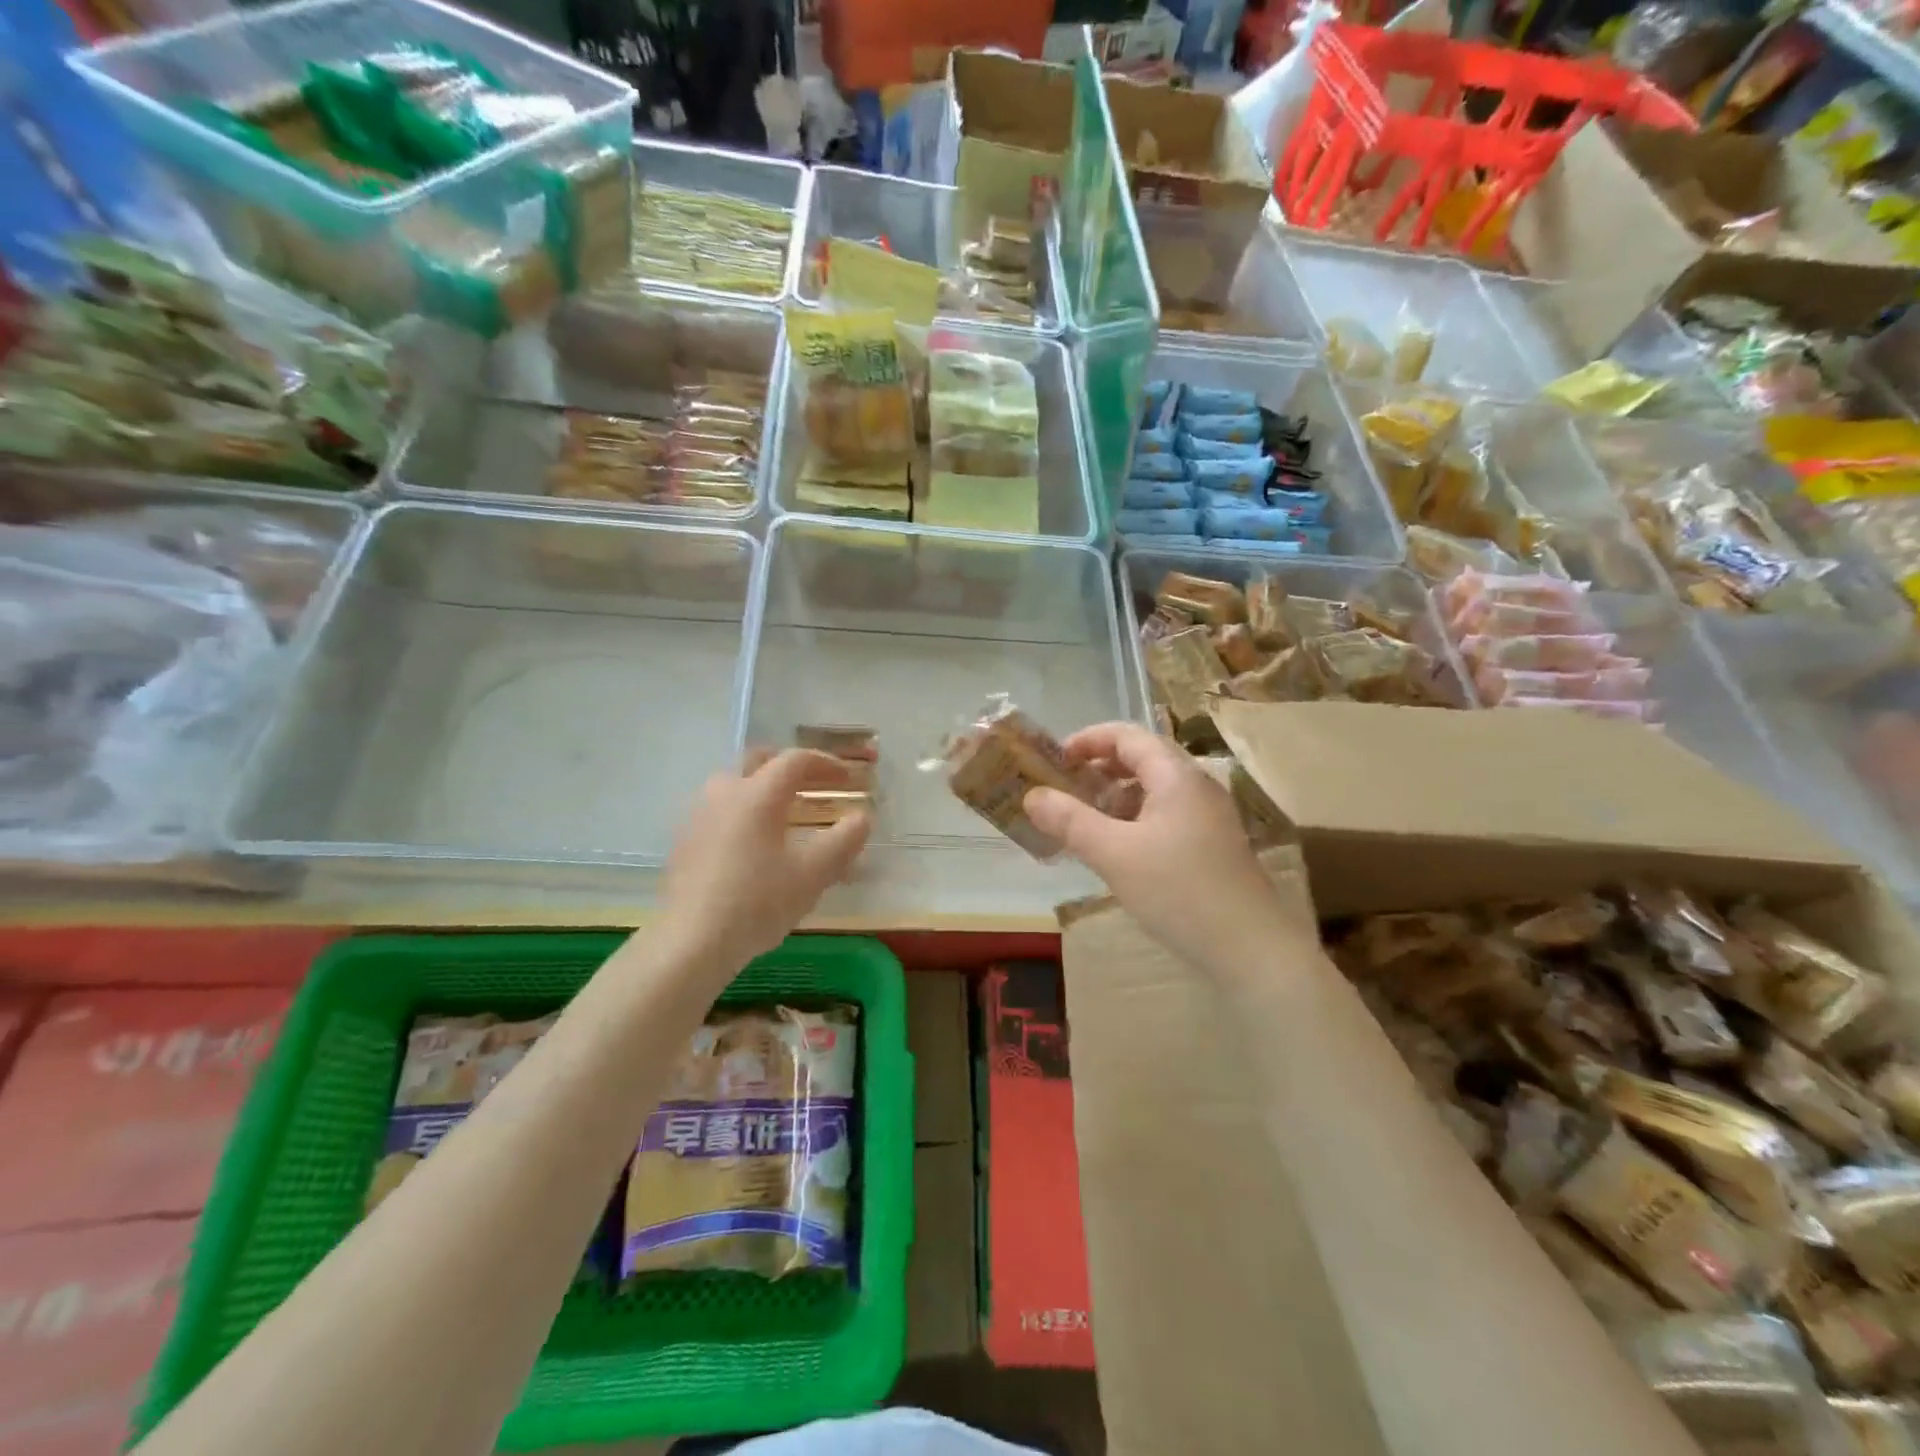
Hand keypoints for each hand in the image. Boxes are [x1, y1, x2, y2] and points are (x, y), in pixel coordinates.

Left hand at [659, 749, 870, 972]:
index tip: (847, 777)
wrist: (691, 941)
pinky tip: (752, 844)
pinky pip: (719, 810)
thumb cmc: (758, 902)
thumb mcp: (813, 874)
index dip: (825, 763)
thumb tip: (862, 817)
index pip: (795, 760)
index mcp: (758, 794)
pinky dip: (743, 811)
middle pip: (759, 761)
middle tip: (813, 785)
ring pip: (735, 783)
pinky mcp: (684, 840)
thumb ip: (844, 840)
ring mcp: (698, 815)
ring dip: (763, 788)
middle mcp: (725, 792)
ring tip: (784, 814)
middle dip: (790, 767)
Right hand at [1024, 723, 1298, 971]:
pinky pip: (1165, 815)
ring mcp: (1208, 817)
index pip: (1127, 735)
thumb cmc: (1179, 892)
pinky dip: (1134, 819)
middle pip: (1142, 758)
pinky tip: (1117, 850)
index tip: (1055, 760)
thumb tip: (1031, 795)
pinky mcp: (1212, 845)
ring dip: (1115, 796)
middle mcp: (1196, 787)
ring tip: (1083, 820)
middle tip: (1064, 788)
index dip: (1088, 740)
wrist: (1252, 950)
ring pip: (1154, 789)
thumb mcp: (1114, 854)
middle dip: (1099, 767)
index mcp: (1176, 776)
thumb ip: (1070, 821)